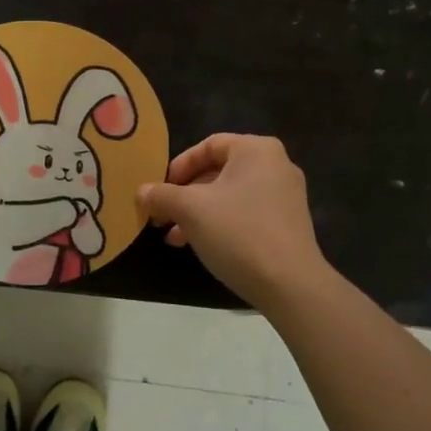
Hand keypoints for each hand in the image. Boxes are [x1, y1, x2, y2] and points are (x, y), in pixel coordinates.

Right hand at [140, 134, 326, 308]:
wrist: (290, 284)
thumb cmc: (238, 232)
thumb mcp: (191, 210)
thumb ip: (162, 195)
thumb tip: (141, 192)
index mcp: (256, 150)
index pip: (208, 146)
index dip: (178, 167)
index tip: (159, 191)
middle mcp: (276, 165)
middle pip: (218, 172)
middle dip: (185, 195)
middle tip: (162, 217)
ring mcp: (285, 195)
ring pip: (230, 196)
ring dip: (198, 213)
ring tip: (174, 238)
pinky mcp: (288, 223)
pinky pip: (246, 213)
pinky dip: (221, 223)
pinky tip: (201, 246)